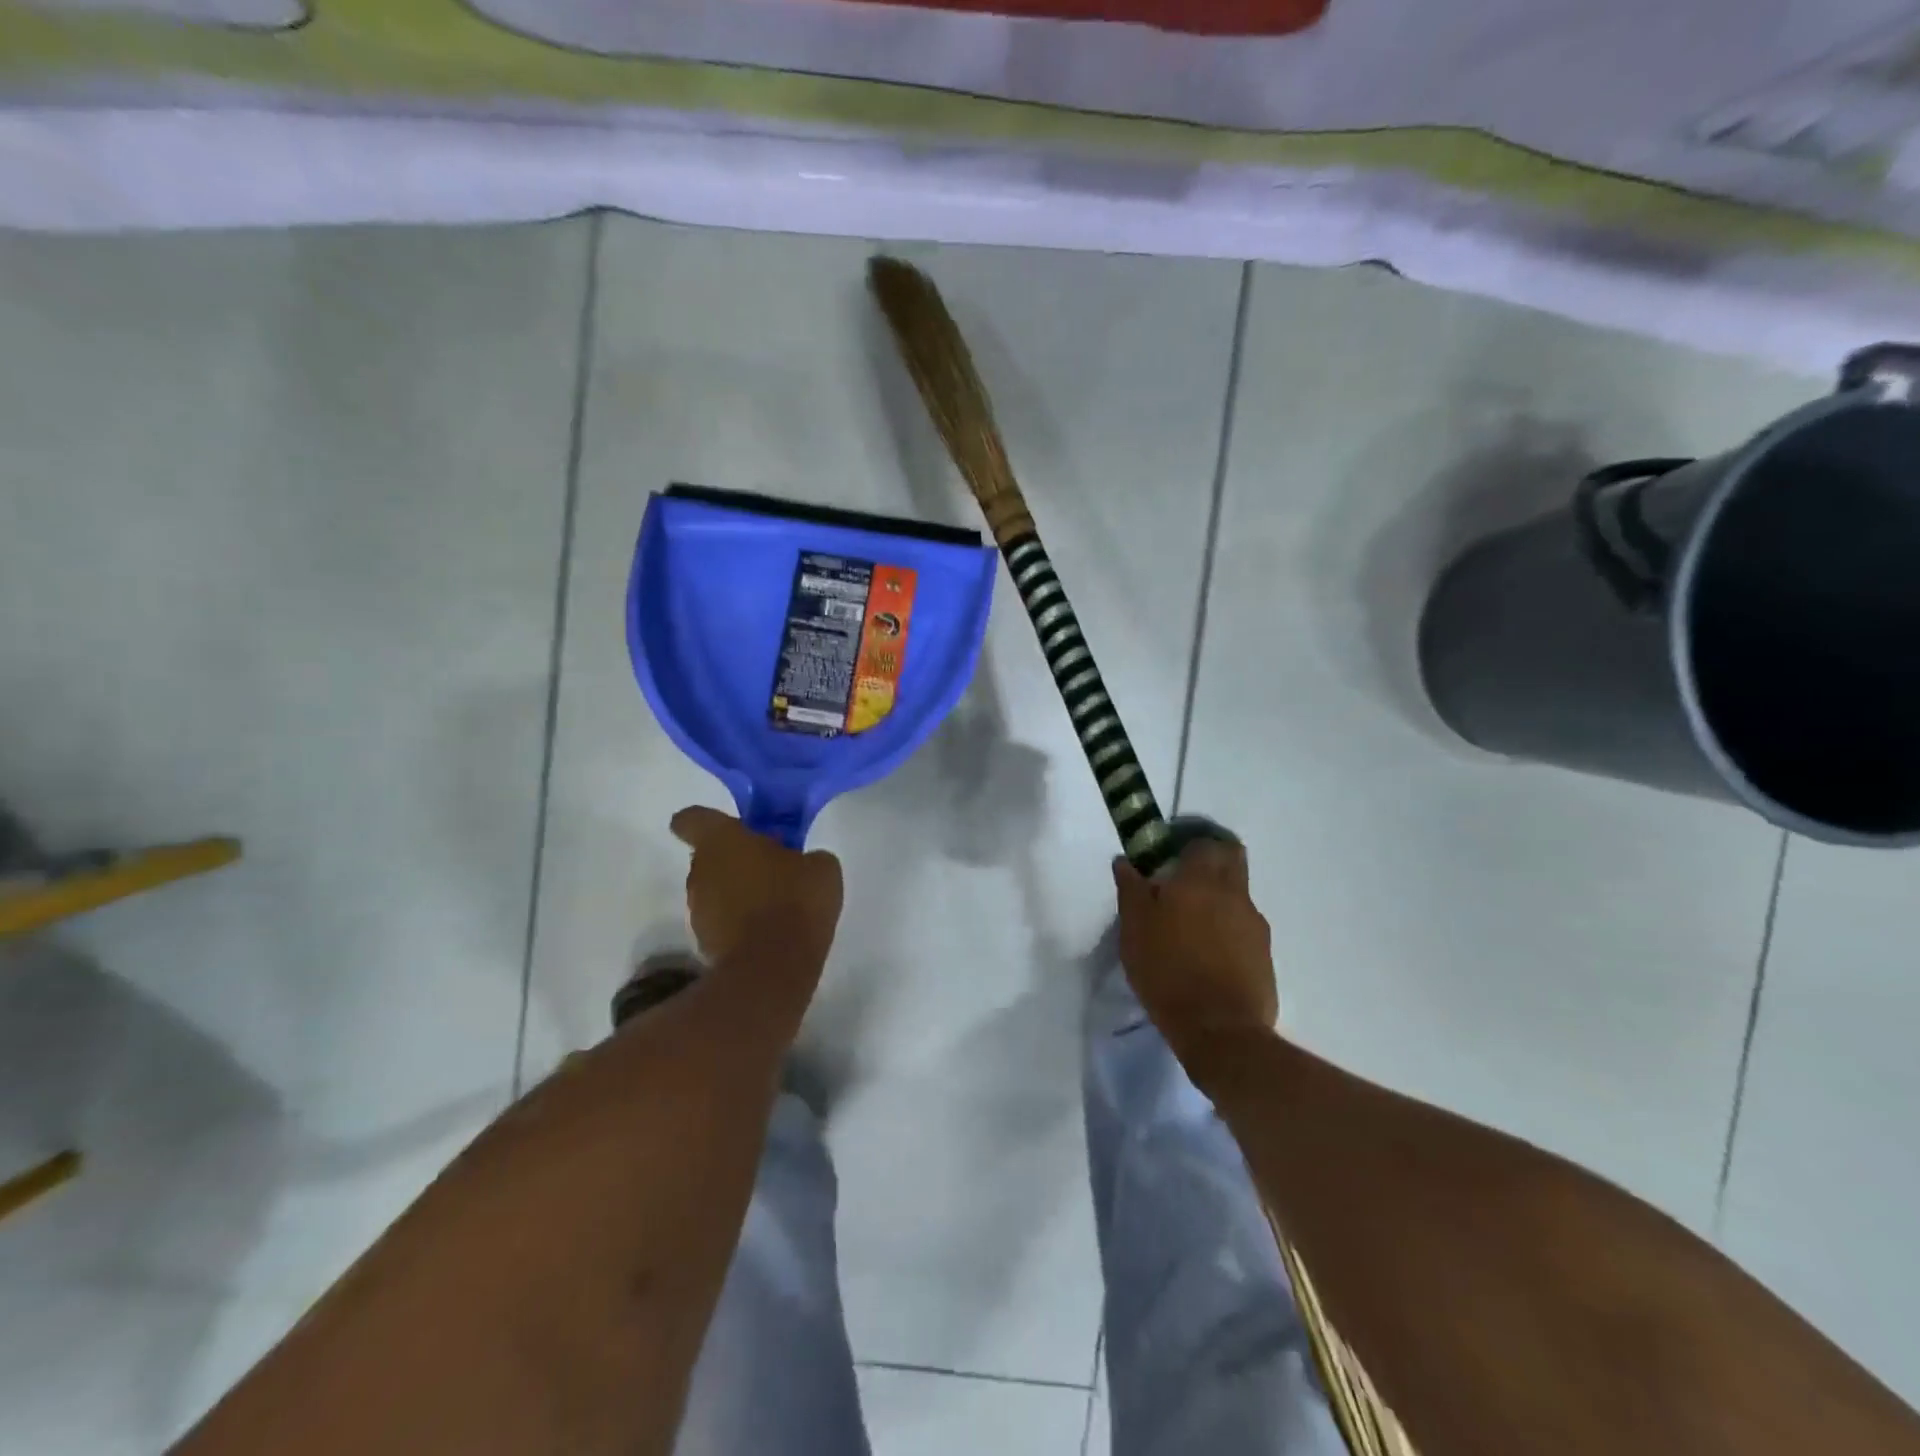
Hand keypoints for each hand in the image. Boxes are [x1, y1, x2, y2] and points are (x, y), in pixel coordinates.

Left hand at [669, 806, 843, 963]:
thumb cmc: (795, 901)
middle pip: (708, 856)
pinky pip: (719, 921)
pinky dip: (736, 922)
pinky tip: (766, 931)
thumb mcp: (821, 867)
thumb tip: (802, 862)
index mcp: (722, 841)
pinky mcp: (702, 943)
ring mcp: (697, 910)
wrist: (773, 968)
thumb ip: (805, 856)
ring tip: (771, 903)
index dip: (704, 821)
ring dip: (735, 892)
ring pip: (713, 889)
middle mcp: (700, 871)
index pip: (692, 818)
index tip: (726, 828)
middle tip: (769, 866)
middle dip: (734, 858)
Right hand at [1113, 839, 1277, 1055]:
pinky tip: (1208, 953)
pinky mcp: (1264, 954)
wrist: (1220, 1030)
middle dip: (1210, 861)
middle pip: (1231, 859)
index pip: (1205, 841)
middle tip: (1182, 882)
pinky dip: (1227, 929)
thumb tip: (1125, 862)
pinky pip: (1244, 927)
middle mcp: (1235, 893)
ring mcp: (1255, 924)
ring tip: (1191, 925)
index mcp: (1201, 880)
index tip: (1167, 857)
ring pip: (1237, 895)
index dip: (1188, 844)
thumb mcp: (1134, 930)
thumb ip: (1131, 890)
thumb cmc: (1168, 971)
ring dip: (1218, 898)